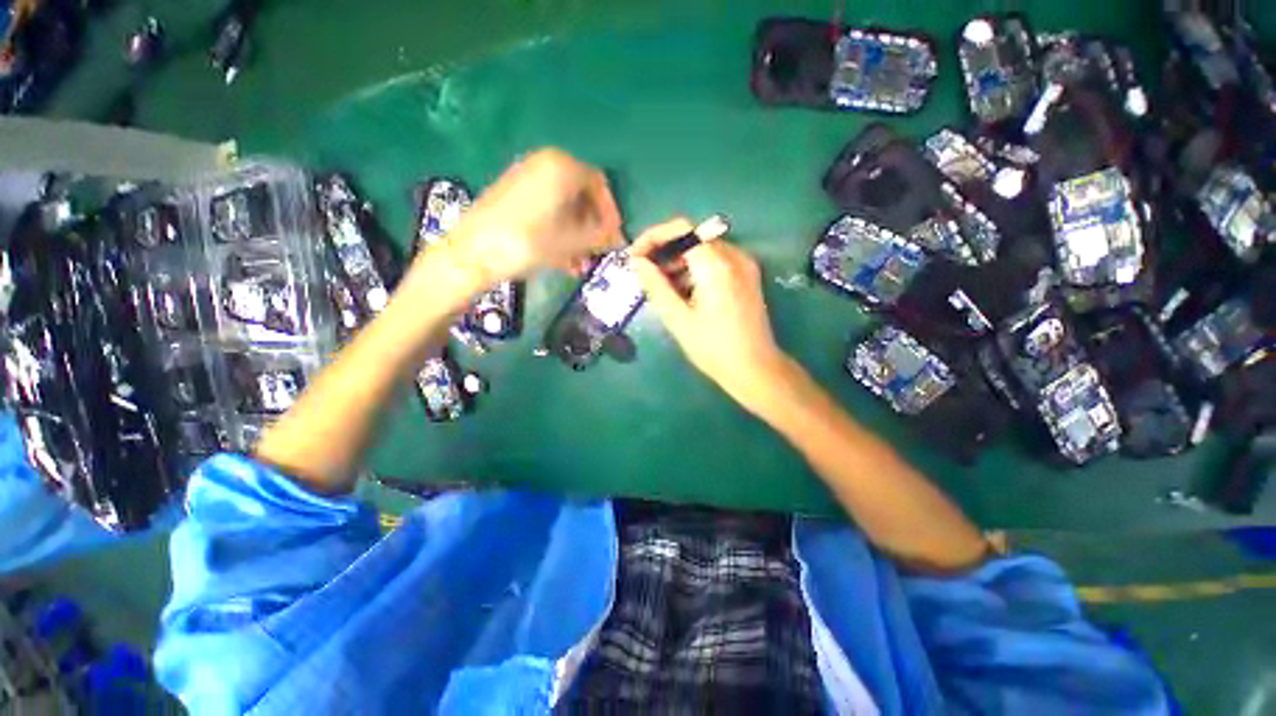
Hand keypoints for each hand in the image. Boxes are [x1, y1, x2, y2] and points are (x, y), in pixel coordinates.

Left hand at [435, 148, 622, 286]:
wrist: (474, 252)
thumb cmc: (530, 242)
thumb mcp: (572, 241)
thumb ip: (600, 237)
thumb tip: (618, 239)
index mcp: (562, 166)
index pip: (599, 185)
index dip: (610, 213)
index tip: (613, 237)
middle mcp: (544, 163)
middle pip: (580, 195)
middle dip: (592, 227)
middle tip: (597, 251)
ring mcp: (525, 178)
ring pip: (562, 206)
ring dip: (576, 234)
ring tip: (580, 263)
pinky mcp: (511, 195)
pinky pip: (545, 210)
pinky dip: (558, 231)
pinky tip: (563, 259)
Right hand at [631, 218, 791, 414]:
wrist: (755, 369)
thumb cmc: (714, 348)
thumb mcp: (678, 319)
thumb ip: (656, 286)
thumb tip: (637, 262)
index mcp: (716, 265)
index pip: (681, 229)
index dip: (653, 237)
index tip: (635, 257)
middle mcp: (734, 256)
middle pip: (692, 238)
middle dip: (664, 252)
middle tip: (645, 275)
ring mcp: (744, 266)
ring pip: (704, 250)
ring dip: (679, 262)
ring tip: (661, 287)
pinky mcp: (747, 277)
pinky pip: (716, 262)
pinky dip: (695, 270)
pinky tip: (684, 293)